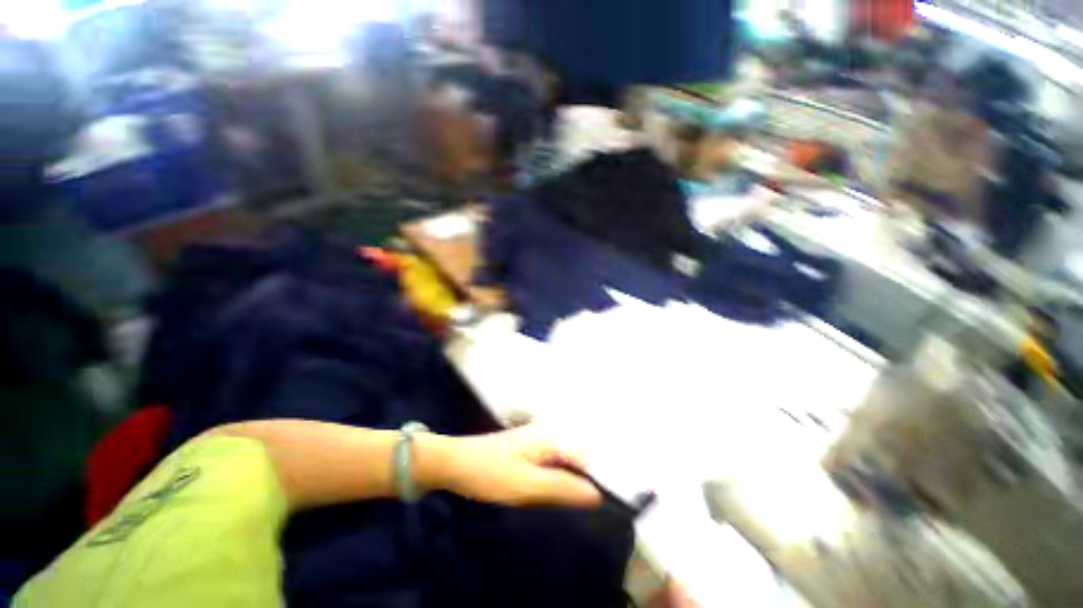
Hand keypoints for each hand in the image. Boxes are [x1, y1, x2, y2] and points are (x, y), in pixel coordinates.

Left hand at [418, 427, 602, 508]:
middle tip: (578, 506)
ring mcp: (537, 439)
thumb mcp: (528, 485)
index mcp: (551, 436)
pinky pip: (551, 463)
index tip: (595, 507)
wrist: (455, 463)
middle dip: (581, 481)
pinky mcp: (528, 449)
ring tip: (563, 502)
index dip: (594, 481)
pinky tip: (550, 493)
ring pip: (564, 461)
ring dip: (567, 481)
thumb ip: (563, 487)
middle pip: (577, 457)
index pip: (587, 457)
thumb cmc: (490, 472)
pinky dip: (555, 478)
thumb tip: (598, 494)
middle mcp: (548, 432)